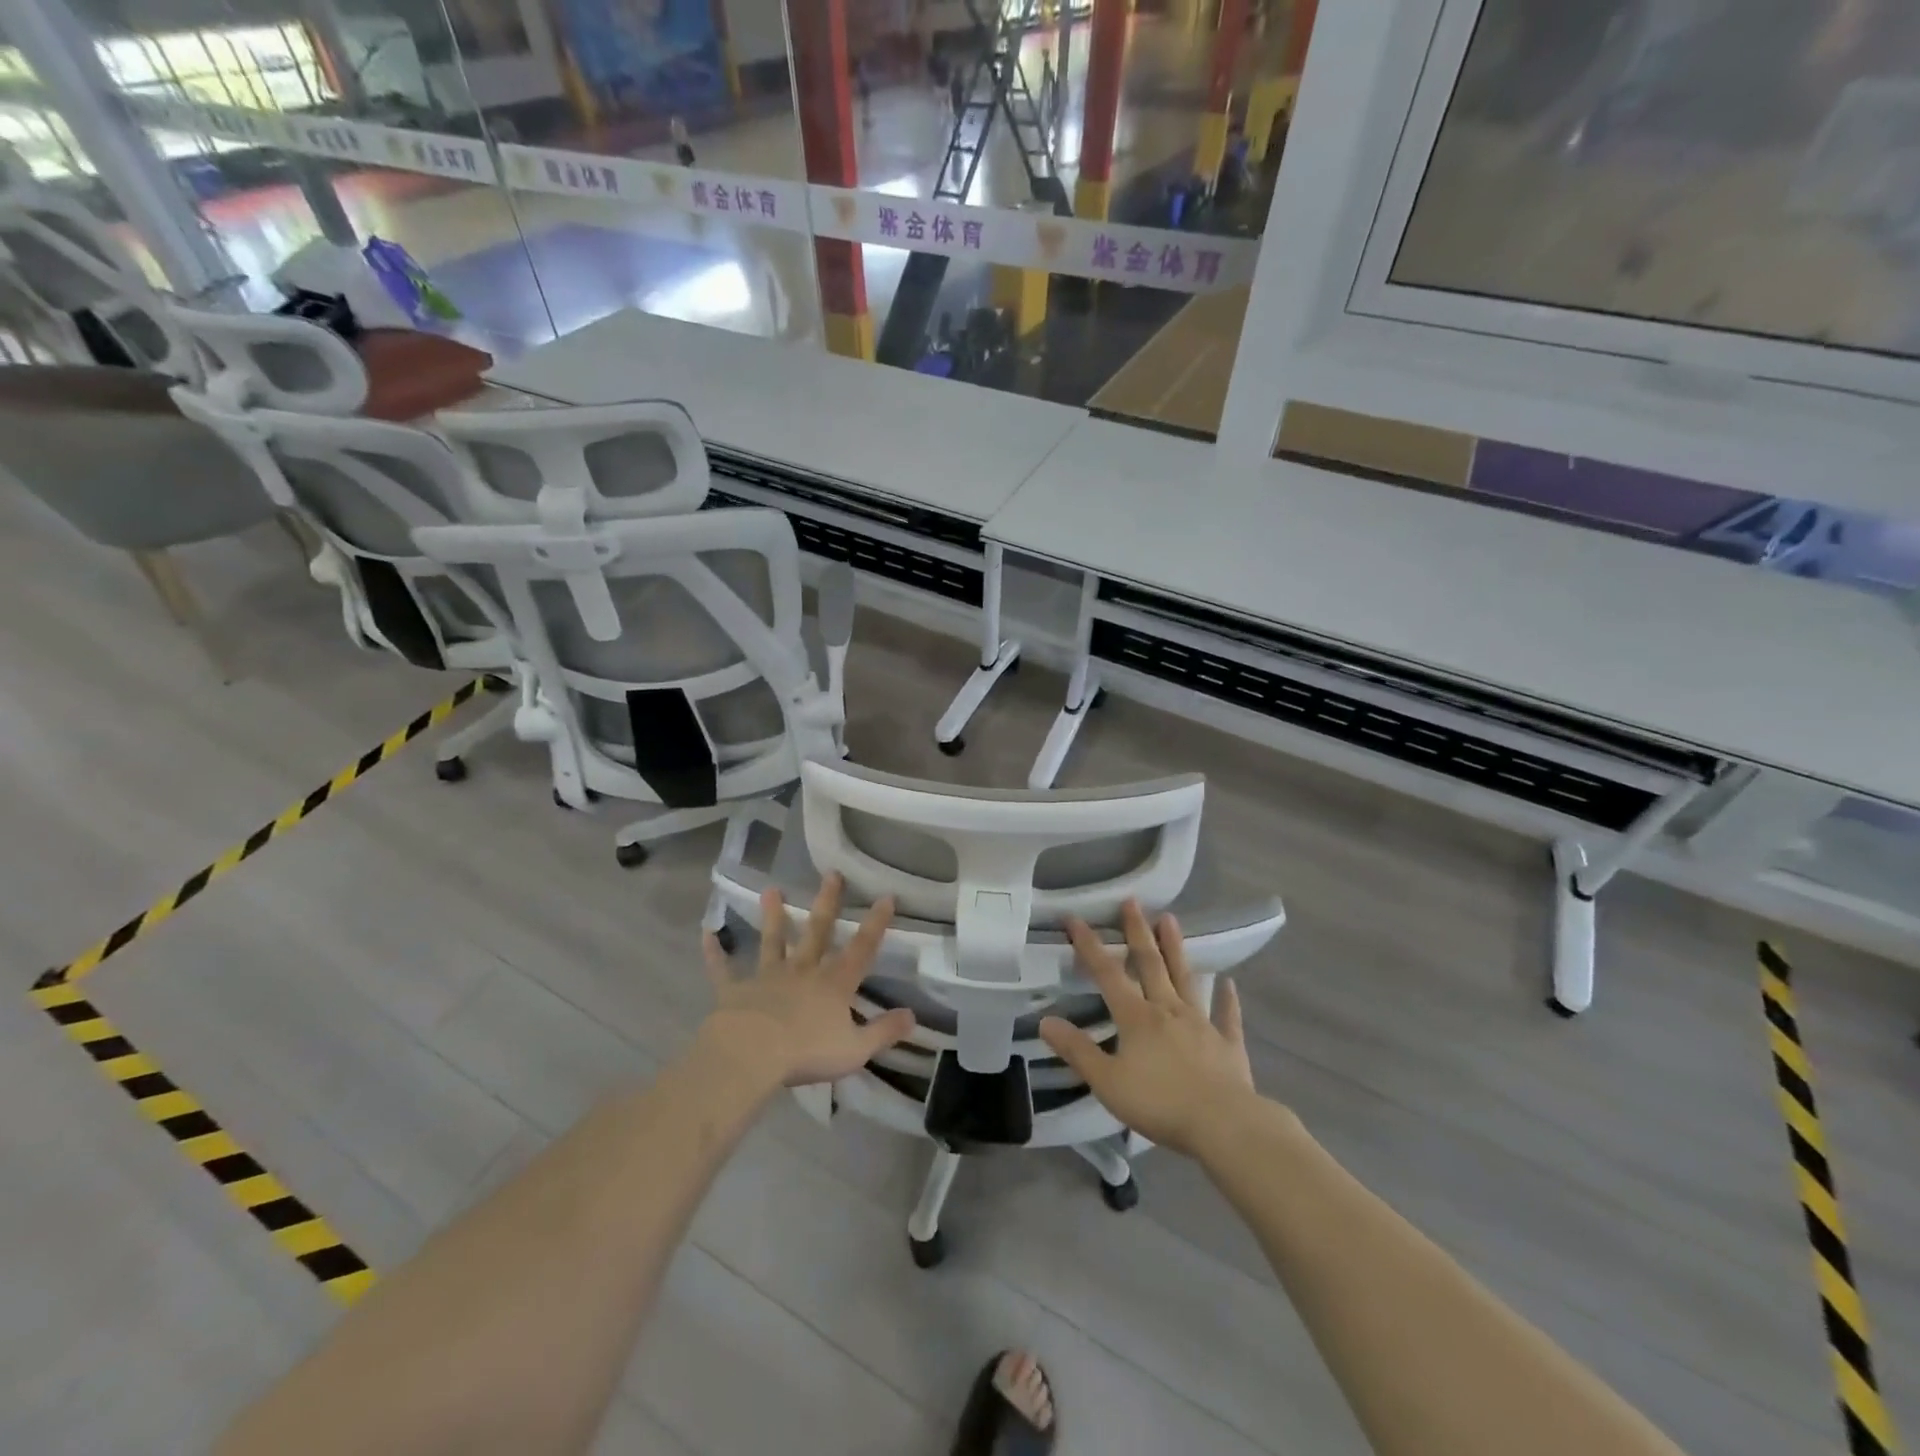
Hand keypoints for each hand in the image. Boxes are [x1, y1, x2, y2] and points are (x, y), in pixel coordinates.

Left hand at [699, 873, 914, 1088]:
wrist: (752, 1055)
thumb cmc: (807, 1053)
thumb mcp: (856, 1049)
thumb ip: (885, 1031)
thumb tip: (913, 1015)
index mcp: (834, 985)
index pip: (861, 949)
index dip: (875, 924)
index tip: (885, 896)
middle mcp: (803, 971)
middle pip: (817, 932)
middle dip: (827, 903)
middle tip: (831, 874)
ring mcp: (767, 977)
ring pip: (773, 941)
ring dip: (773, 916)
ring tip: (771, 890)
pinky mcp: (735, 990)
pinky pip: (723, 969)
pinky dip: (715, 953)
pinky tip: (706, 934)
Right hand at [1039, 900, 1255, 1156]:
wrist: (1224, 1124)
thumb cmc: (1159, 1103)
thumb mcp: (1107, 1081)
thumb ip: (1077, 1050)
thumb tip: (1045, 1021)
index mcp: (1136, 1017)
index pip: (1107, 973)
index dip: (1089, 945)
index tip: (1075, 918)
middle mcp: (1168, 1010)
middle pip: (1150, 964)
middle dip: (1137, 932)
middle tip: (1132, 901)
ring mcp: (1201, 1024)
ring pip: (1185, 979)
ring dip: (1176, 949)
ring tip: (1170, 920)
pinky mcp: (1228, 1045)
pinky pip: (1227, 1017)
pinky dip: (1227, 1000)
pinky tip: (1229, 984)